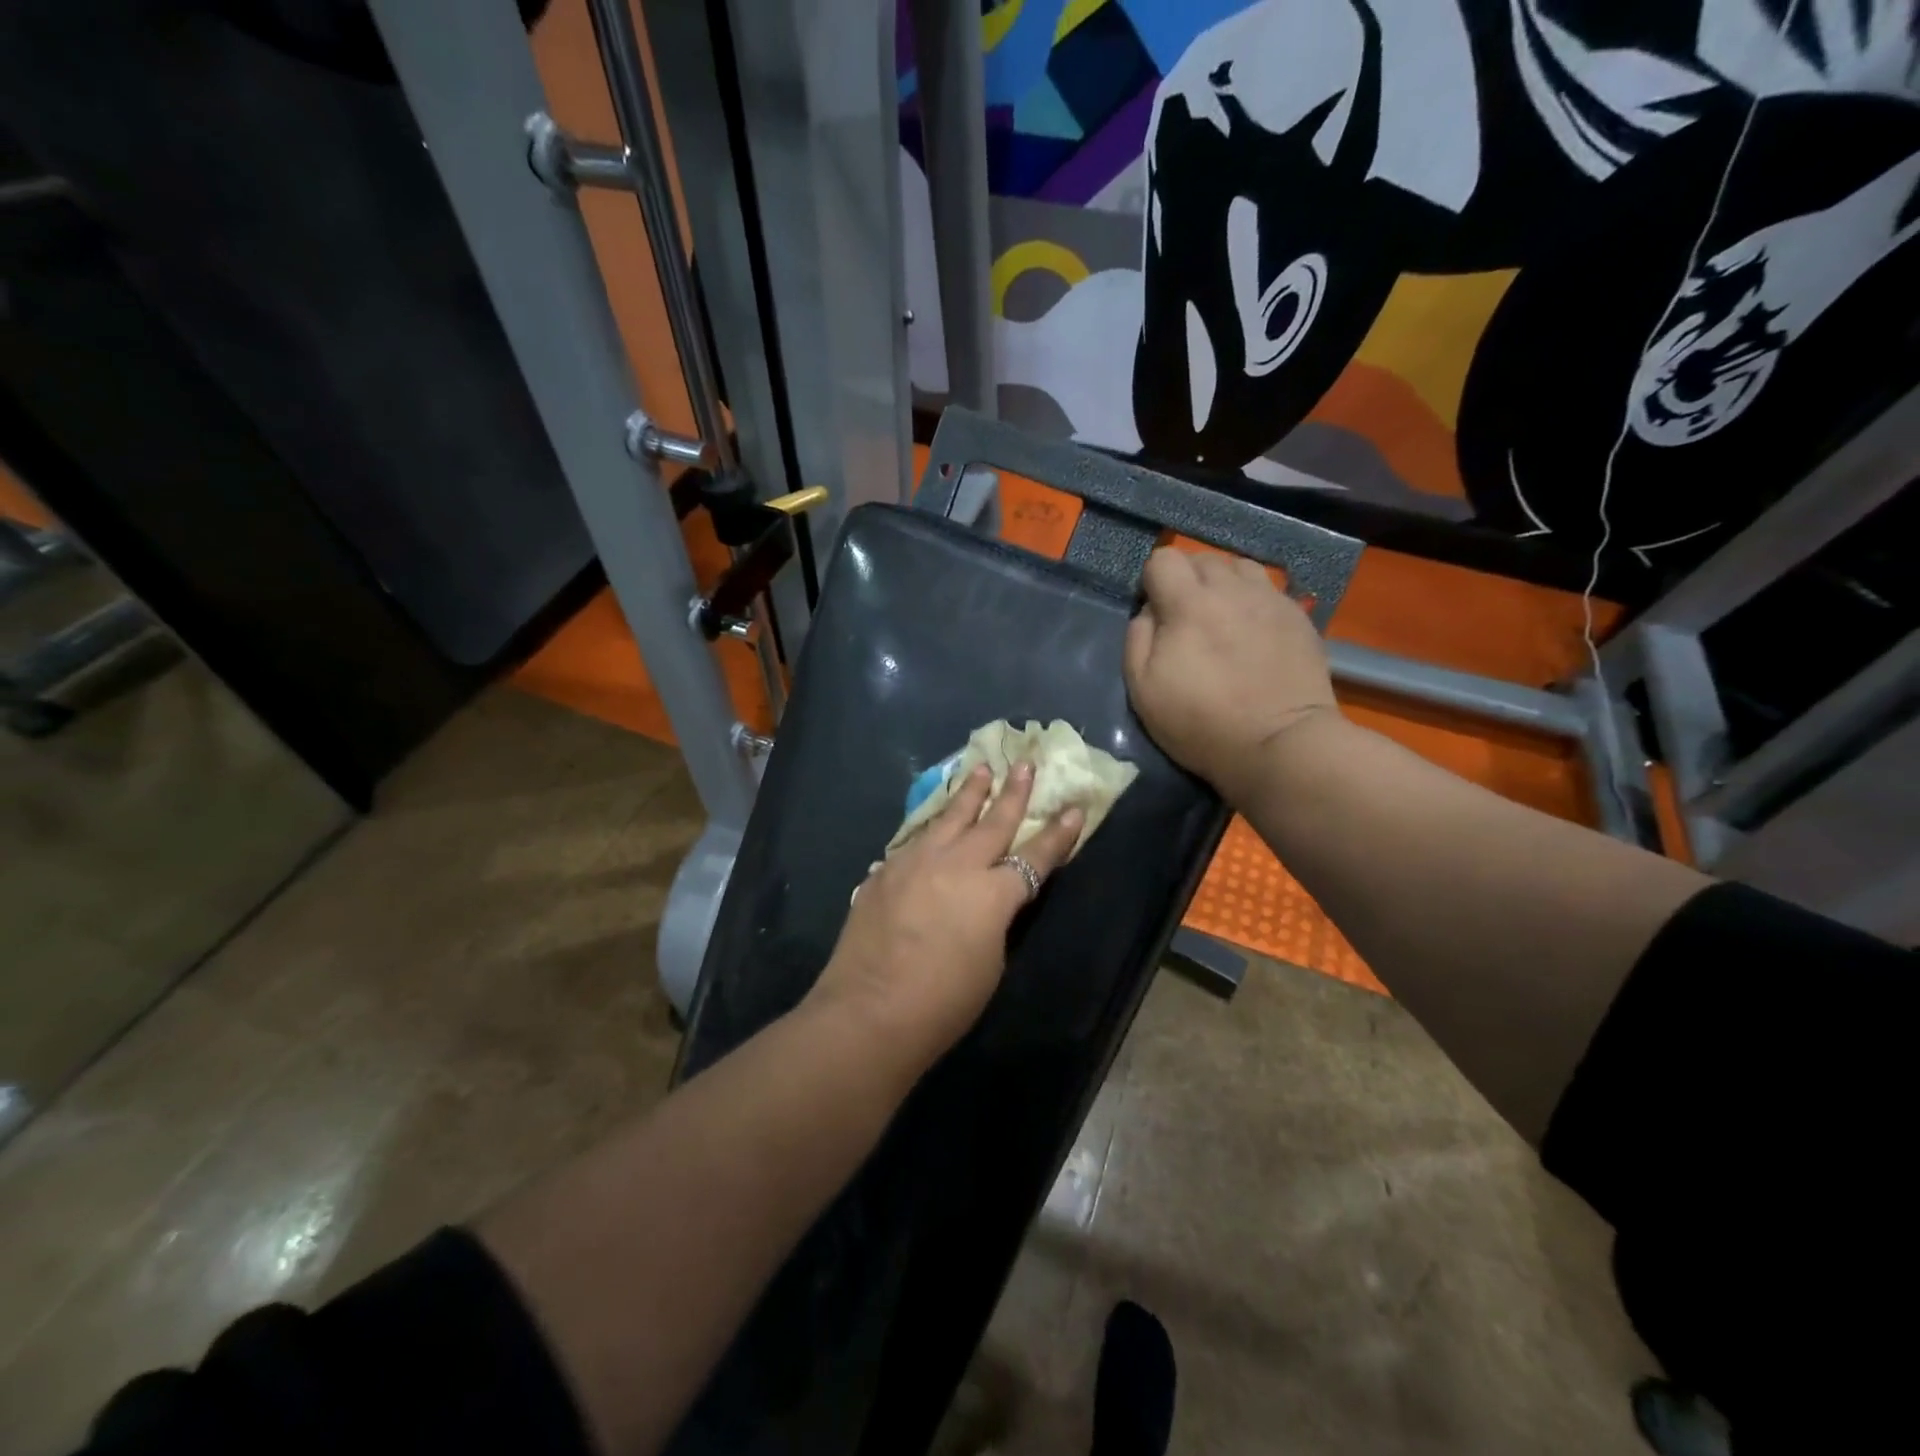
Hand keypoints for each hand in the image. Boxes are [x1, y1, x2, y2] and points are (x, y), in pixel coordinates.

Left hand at [808, 762, 1083, 1074]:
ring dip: (968, 794)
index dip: (1058, 834)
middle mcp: (957, 865)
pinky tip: (932, 825)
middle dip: (1013, 792)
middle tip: (1024, 764)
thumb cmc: (943, 1003)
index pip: (1035, 856)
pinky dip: (931, 828)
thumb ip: (994, 920)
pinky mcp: (885, 872)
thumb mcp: (990, 963)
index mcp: (993, 893)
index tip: (1074, 808)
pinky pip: (915, 841)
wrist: (870, 1012)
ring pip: (949, 818)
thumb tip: (987, 900)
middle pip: (992, 821)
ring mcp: (916, 862)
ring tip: (980, 770)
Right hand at [1124, 547, 1336, 803]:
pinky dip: (1252, 602)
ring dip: (1223, 584)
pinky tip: (1252, 633)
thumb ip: (1137, 638)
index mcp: (1189, 603)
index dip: (1152, 581)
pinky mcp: (1298, 616)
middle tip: (1186, 619)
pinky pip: (1268, 590)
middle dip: (1187, 580)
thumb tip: (1148, 610)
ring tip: (1221, 618)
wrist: (1279, 743)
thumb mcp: (1143, 689)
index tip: (1154, 612)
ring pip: (1239, 568)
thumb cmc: (1201, 722)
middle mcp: (1232, 589)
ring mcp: (1270, 599)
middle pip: (1202, 559)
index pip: (1163, 558)